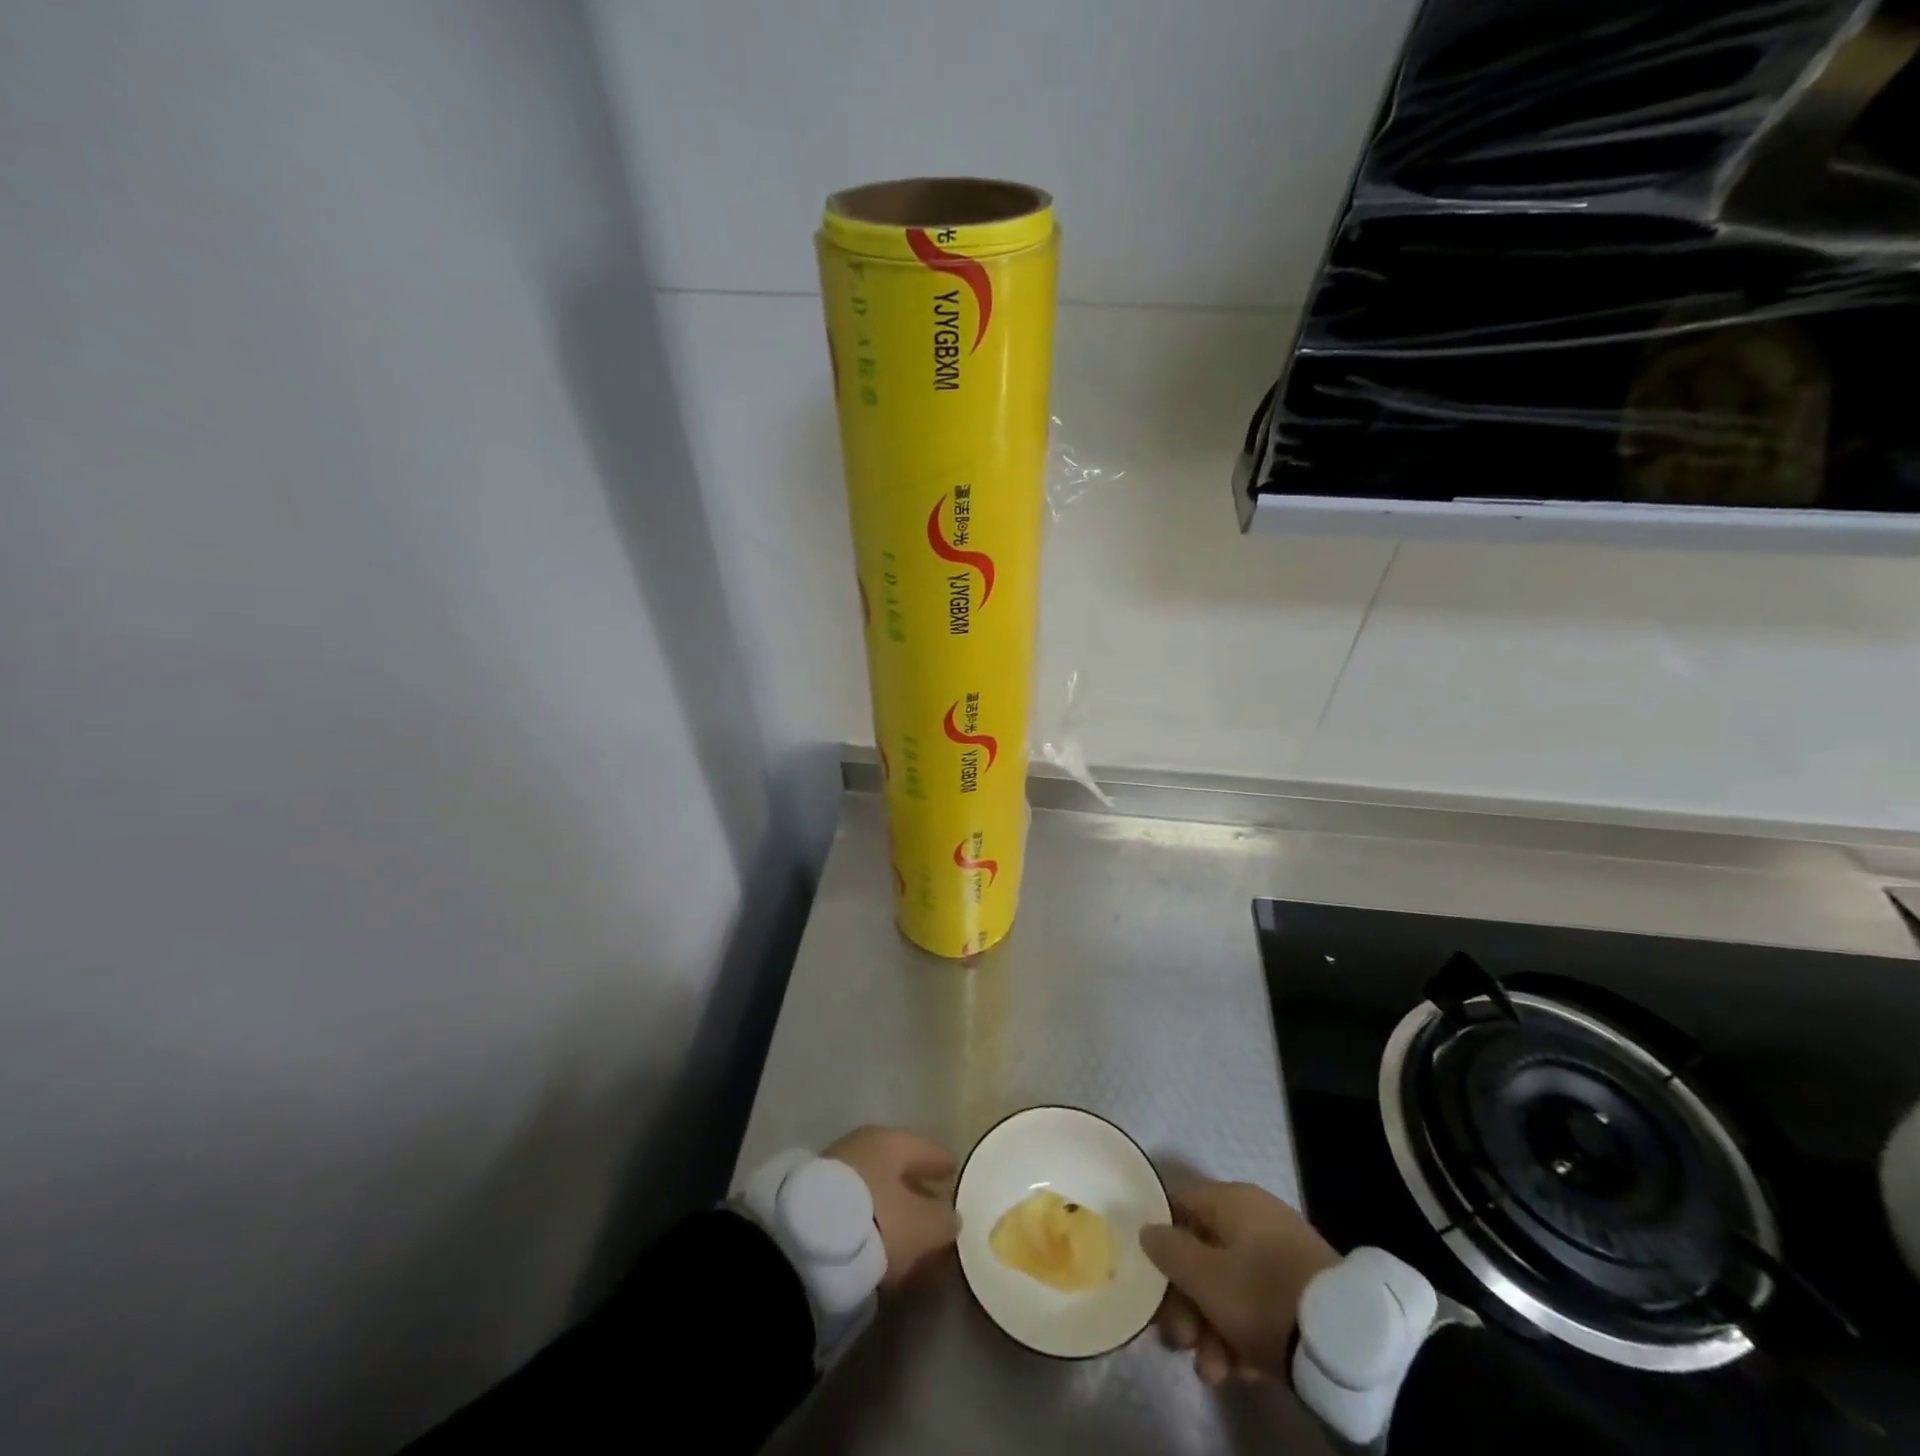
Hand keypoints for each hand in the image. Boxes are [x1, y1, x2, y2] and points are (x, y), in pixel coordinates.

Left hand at [824, 1126, 957, 1290]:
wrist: (805, 1244)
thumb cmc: (876, 1220)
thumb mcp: (922, 1225)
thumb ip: (943, 1219)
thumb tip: (951, 1216)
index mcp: (890, 1141)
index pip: (925, 1148)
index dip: (943, 1162)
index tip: (955, 1171)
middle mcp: (862, 1147)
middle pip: (898, 1169)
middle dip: (918, 1191)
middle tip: (936, 1212)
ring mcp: (836, 1172)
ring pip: (877, 1192)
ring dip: (894, 1212)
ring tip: (911, 1239)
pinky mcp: (816, 1203)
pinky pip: (857, 1211)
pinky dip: (873, 1225)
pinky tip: (882, 1248)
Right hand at [1140, 1181, 1340, 1384]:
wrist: (1347, 1344)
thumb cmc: (1262, 1296)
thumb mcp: (1205, 1277)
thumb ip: (1168, 1251)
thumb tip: (1148, 1230)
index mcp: (1231, 1200)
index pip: (1179, 1206)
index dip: (1159, 1241)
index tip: (1150, 1283)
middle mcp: (1255, 1219)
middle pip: (1203, 1254)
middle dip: (1186, 1304)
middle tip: (1181, 1343)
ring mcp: (1281, 1255)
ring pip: (1229, 1287)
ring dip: (1212, 1330)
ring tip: (1214, 1372)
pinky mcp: (1302, 1292)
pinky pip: (1258, 1306)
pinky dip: (1244, 1336)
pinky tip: (1242, 1372)